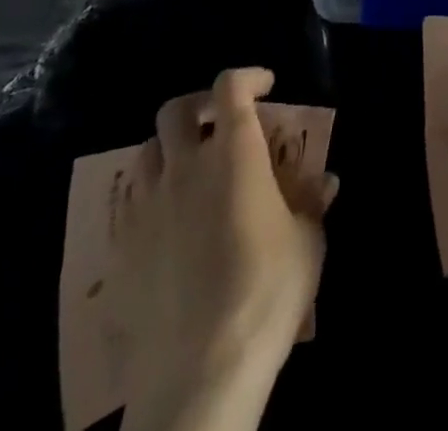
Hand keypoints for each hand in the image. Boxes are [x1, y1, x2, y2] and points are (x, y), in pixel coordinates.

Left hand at [116, 68, 337, 430]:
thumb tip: (326, 180)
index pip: (231, 86)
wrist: (200, 371)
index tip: (266, 86)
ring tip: (191, 169)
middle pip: (177, 109)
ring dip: (170, 148)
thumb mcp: (307, 242)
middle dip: (199, 104)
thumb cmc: (266, 291)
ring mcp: (148, 206)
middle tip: (221, 121)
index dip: (248, 77)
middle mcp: (186, 166)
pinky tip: (168, 224)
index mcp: (234, 152)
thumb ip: (311, 202)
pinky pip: (131, 203)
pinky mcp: (122, 248)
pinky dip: (151, 196)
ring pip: (147, 150)